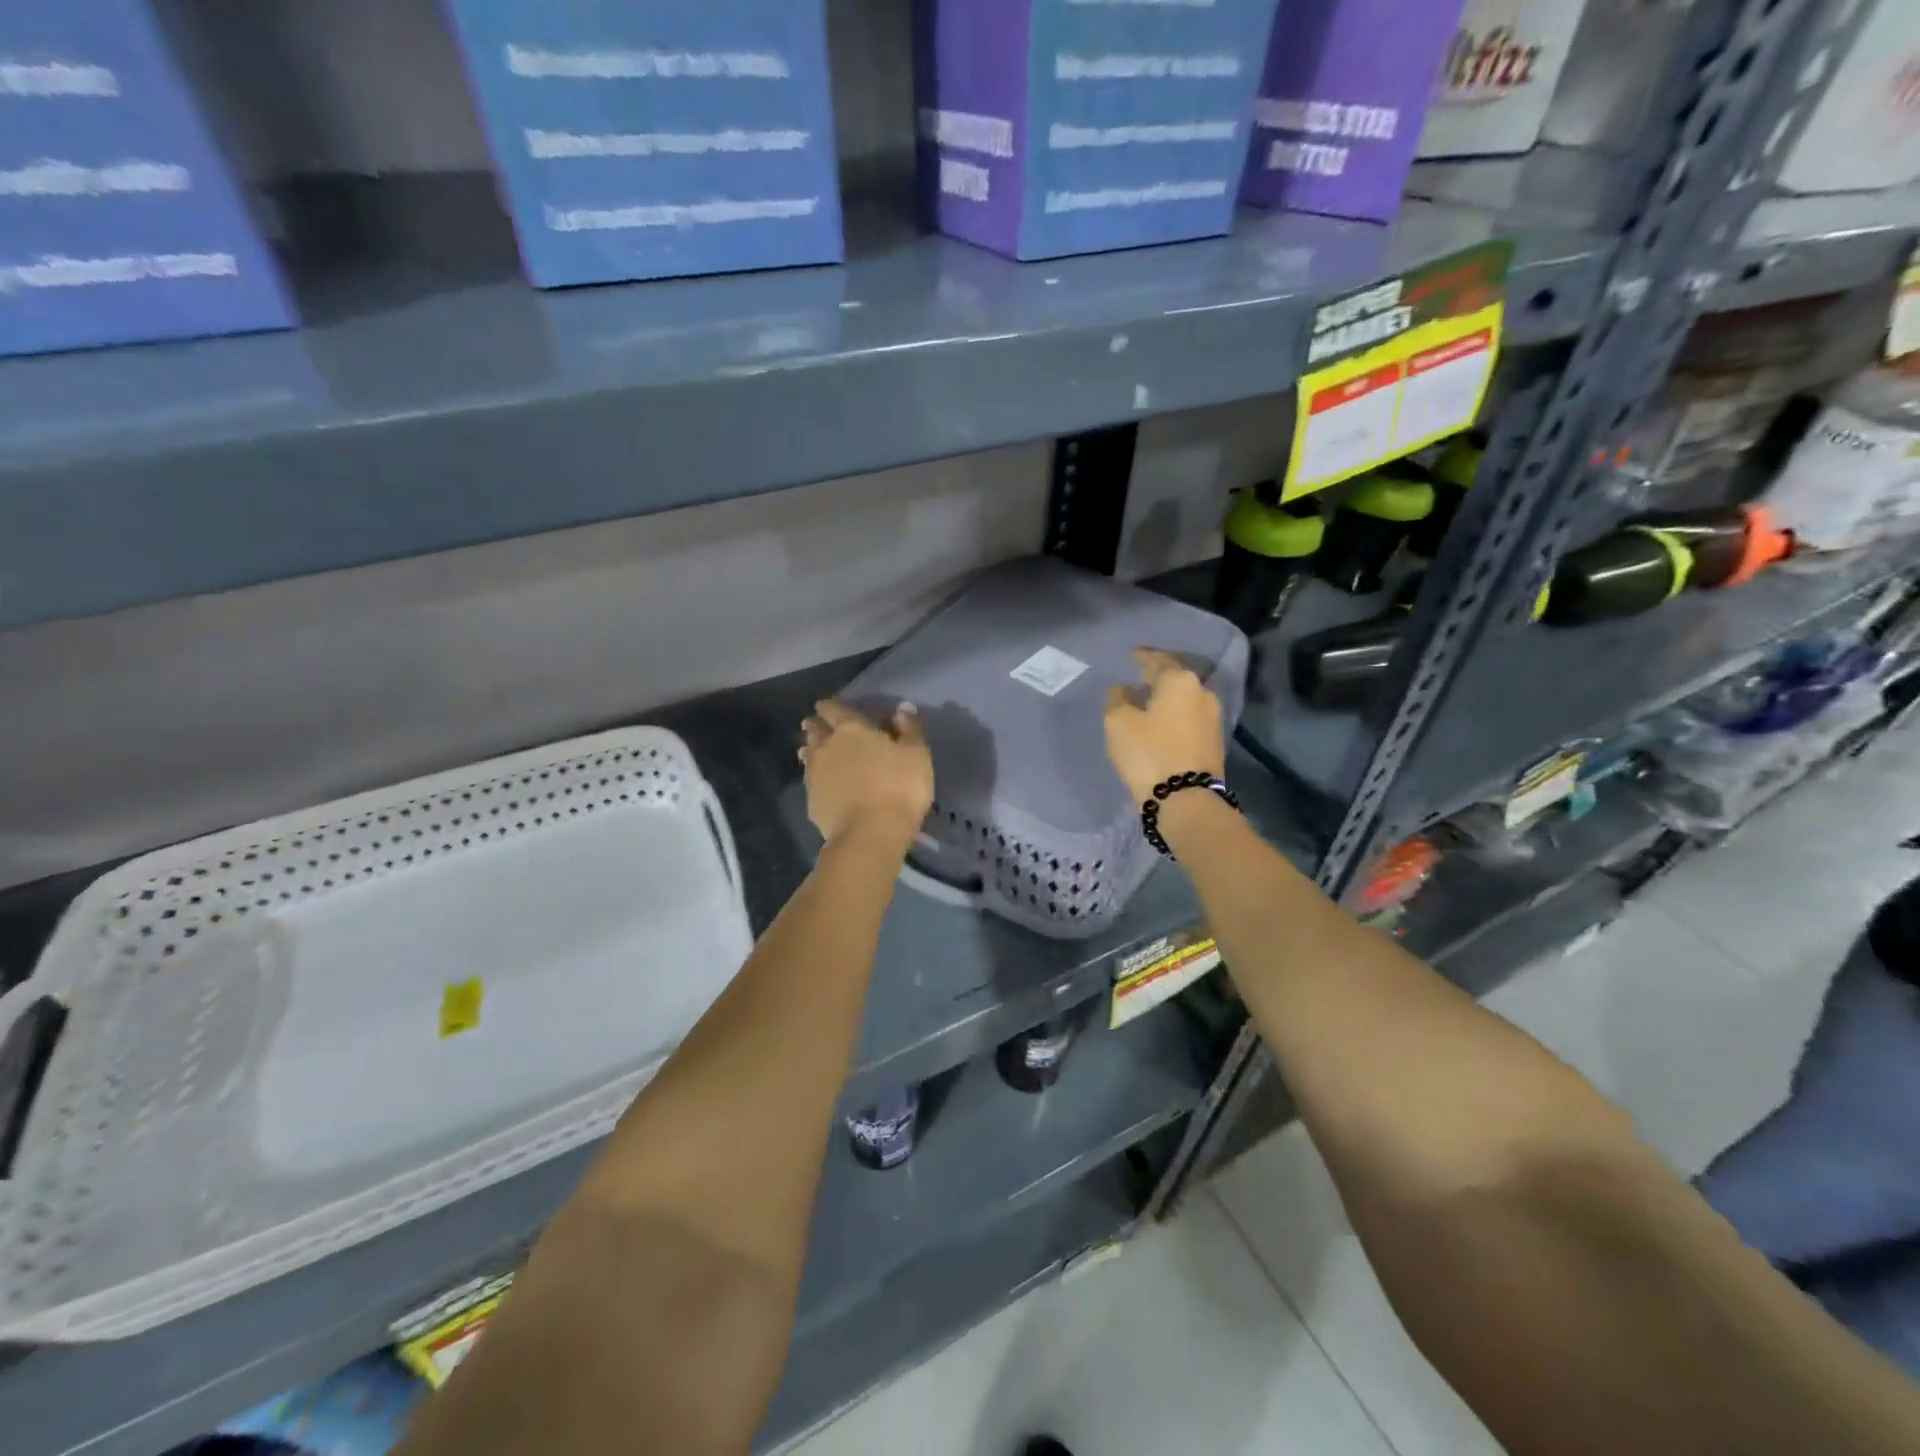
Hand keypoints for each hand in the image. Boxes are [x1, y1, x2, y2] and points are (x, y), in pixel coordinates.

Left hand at [799, 699, 934, 850]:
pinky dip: (814, 777)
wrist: (870, 834)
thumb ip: (909, 729)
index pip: (834, 709)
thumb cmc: (899, 788)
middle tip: (815, 724)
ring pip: (808, 755)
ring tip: (811, 750)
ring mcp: (815, 775)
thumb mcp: (916, 755)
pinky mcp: (812, 801)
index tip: (827, 705)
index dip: (830, 706)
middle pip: (814, 731)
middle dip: (815, 725)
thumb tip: (902, 708)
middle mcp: (826, 747)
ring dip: (810, 750)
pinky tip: (820, 782)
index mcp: (851, 730)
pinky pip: (810, 781)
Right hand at [1104, 648, 1224, 803]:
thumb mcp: (1118, 722)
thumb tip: (1125, 690)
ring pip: (1185, 699)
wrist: (1186, 799)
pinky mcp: (1215, 742)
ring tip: (1149, 702)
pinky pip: (1190, 718)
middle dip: (1158, 677)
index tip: (1133, 655)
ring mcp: (1213, 718)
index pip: (1158, 660)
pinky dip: (1175, 716)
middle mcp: (1202, 693)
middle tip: (1140, 677)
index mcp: (1179, 681)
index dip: (1143, 657)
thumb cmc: (1148, 752)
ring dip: (1168, 699)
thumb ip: (1118, 699)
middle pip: (1176, 678)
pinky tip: (1162, 722)